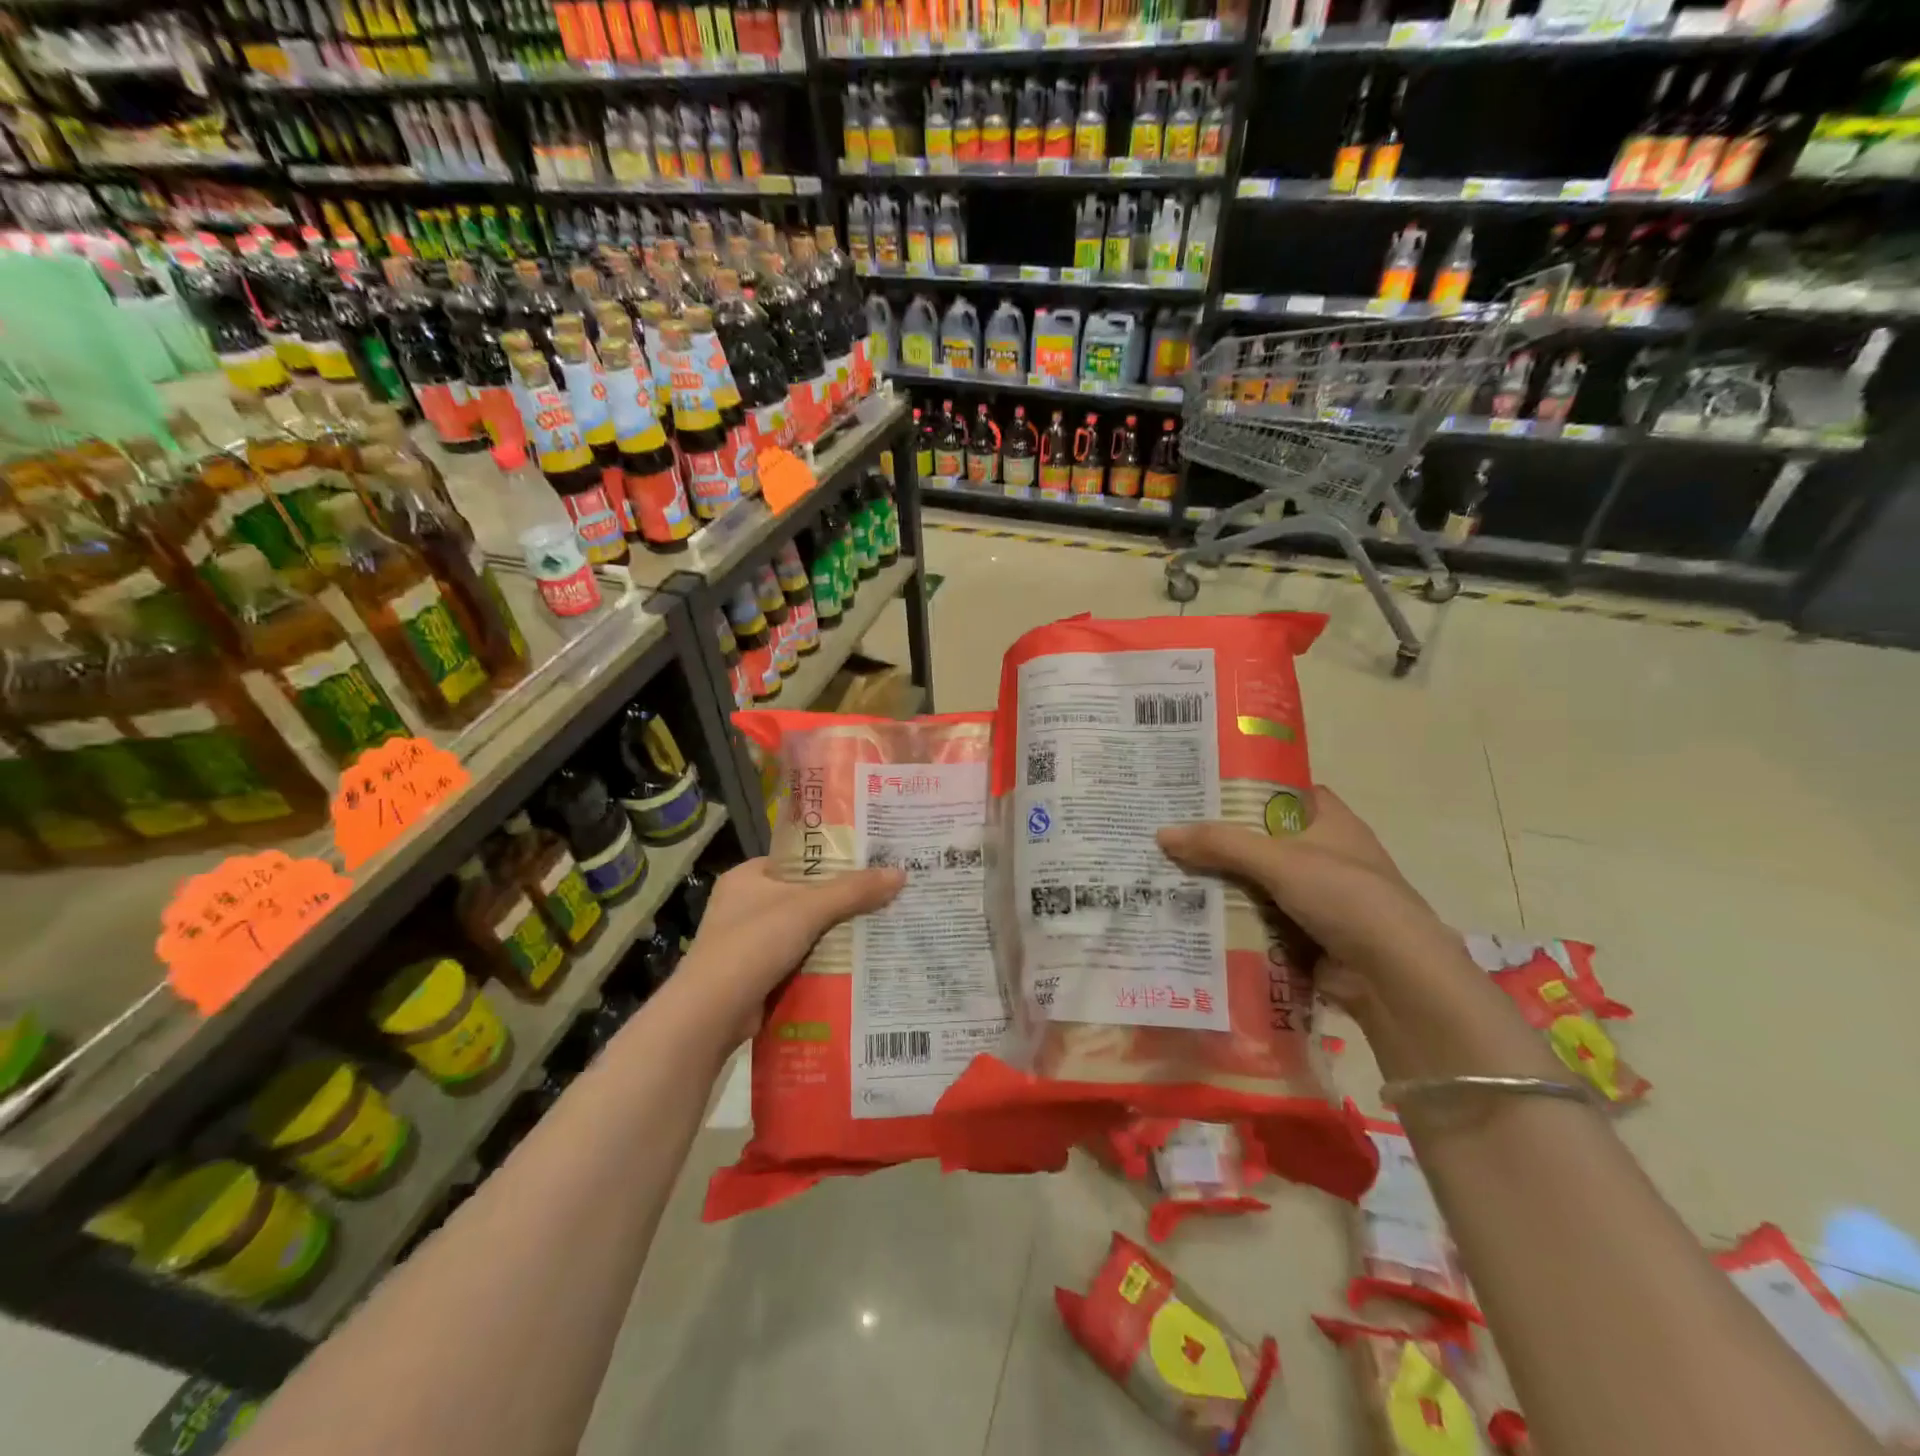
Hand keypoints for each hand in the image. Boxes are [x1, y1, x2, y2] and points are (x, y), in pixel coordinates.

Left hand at [674, 858, 905, 1042]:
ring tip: (881, 928)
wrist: (710, 1015)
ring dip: (835, 935)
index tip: (871, 862)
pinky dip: (823, 963)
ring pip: (804, 931)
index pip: (798, 860)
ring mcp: (749, 943)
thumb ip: (853, 890)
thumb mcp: (807, 909)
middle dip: (841, 901)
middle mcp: (745, 905)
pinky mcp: (756, 976)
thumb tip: (900, 873)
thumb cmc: (752, 945)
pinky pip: (799, 961)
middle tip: (885, 897)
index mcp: (747, 877)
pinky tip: (858, 965)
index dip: (833, 859)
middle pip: (805, 896)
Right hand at [1156, 787, 1462, 1012]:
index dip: (1248, 787)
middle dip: (1224, 841)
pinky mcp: (1311, 935)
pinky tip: (1196, 917)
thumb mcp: (1279, 860)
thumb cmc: (1345, 897)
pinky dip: (1236, 920)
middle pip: (1265, 839)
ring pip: (1261, 882)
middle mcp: (1327, 855)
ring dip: (1225, 884)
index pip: (1285, 792)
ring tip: (1172, 874)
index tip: (1204, 789)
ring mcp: (1321, 898)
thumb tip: (1162, 833)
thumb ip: (1221, 844)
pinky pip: (1263, 920)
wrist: (1394, 977)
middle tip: (1174, 834)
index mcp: (1332, 822)